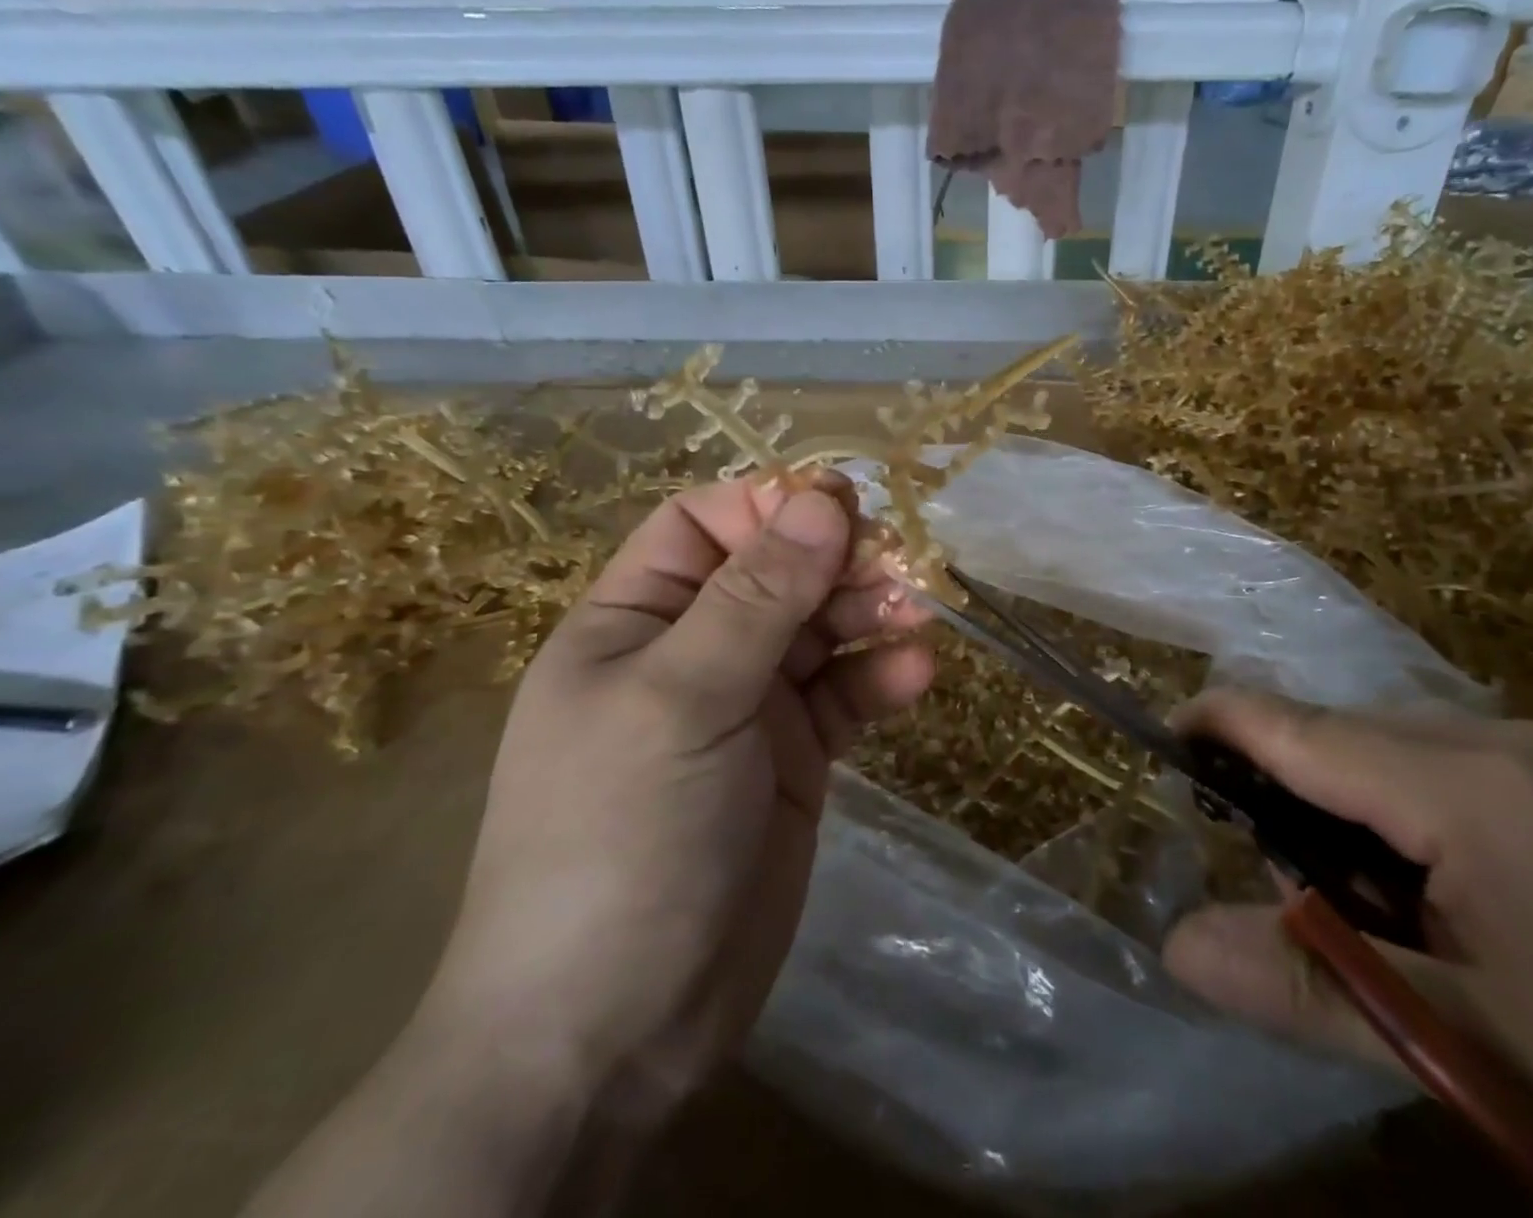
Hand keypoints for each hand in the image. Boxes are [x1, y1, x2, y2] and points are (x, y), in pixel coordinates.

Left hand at [421, 476, 934, 1110]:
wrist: (613, 1031)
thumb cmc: (621, 838)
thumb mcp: (683, 699)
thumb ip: (757, 597)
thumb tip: (822, 501)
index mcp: (634, 620)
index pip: (704, 525)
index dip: (769, 506)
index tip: (841, 507)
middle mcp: (691, 651)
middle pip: (775, 573)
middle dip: (836, 562)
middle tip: (899, 566)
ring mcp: (745, 707)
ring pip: (818, 632)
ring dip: (869, 615)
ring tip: (918, 614)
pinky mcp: (791, 758)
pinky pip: (842, 697)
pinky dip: (879, 681)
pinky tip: (918, 675)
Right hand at [1165, 691, 1532, 1217]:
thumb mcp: (1479, 1054)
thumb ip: (1312, 986)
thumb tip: (1174, 945)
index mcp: (1470, 785)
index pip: (1298, 725)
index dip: (1218, 722)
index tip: (1162, 742)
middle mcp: (1513, 741)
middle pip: (1349, 733)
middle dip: (1291, 787)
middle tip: (1282, 881)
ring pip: (1408, 750)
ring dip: (1358, 807)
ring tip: (1372, 905)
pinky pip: (1469, 769)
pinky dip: (1420, 813)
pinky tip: (1458, 900)